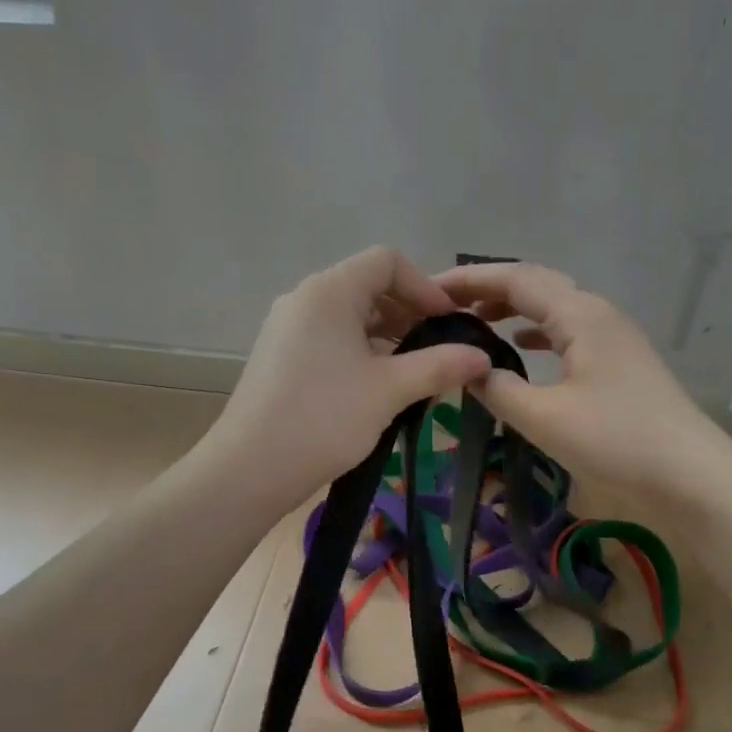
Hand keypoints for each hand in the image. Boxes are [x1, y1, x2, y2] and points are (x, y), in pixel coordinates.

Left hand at [210, 247, 493, 503]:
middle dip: (409, 314)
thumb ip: (439, 366)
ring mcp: (287, 329)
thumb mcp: (389, 390)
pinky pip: (330, 340)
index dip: (425, 286)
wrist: (249, 469)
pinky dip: (361, 353)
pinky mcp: (280, 357)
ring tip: (417, 374)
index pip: (386, 261)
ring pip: (349, 317)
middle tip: (440, 351)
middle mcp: (304, 299)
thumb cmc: (323, 419)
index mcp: (329, 292)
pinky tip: (379, 389)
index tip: (450, 324)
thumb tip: (482, 357)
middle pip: (367, 287)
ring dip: (388, 338)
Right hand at [435, 263, 724, 497]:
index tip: (427, 288)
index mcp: (579, 314)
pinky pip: (569, 332)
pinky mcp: (620, 362)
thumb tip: (471, 369)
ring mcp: (613, 337)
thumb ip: (499, 389)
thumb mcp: (545, 417)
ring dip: (513, 310)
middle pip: (536, 285)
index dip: (469, 279)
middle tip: (445, 305)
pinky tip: (521, 349)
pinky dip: (537, 333)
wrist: (690, 475)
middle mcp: (598, 313)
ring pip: (553, 308)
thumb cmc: (616, 440)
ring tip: (475, 322)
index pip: (515, 279)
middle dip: (488, 289)